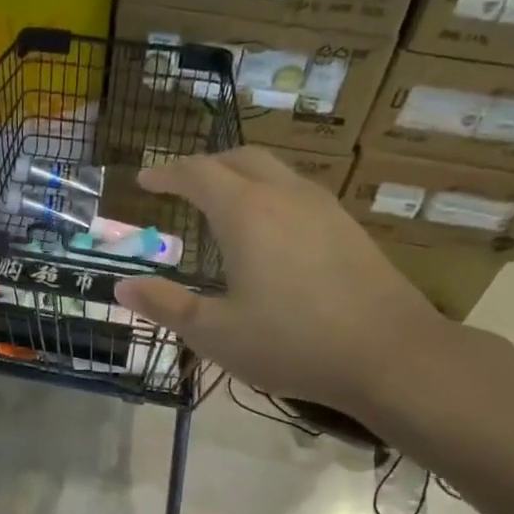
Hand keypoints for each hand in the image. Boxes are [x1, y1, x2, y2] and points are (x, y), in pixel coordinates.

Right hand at [113, 147, 451, 424]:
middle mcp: (285, 196)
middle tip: (178, 185)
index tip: (143, 180)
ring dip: (238, 175)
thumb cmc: (291, 343)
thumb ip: (165, 305)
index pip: (197, 173)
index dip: (165, 174)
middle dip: (203, 166)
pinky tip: (266, 230)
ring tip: (218, 203)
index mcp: (246, 213)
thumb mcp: (215, 332)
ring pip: (273, 170)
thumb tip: (121, 287)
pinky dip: (267, 193)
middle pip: (238, 158)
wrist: (391, 355)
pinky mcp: (347, 227)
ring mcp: (323, 208)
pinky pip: (296, 191)